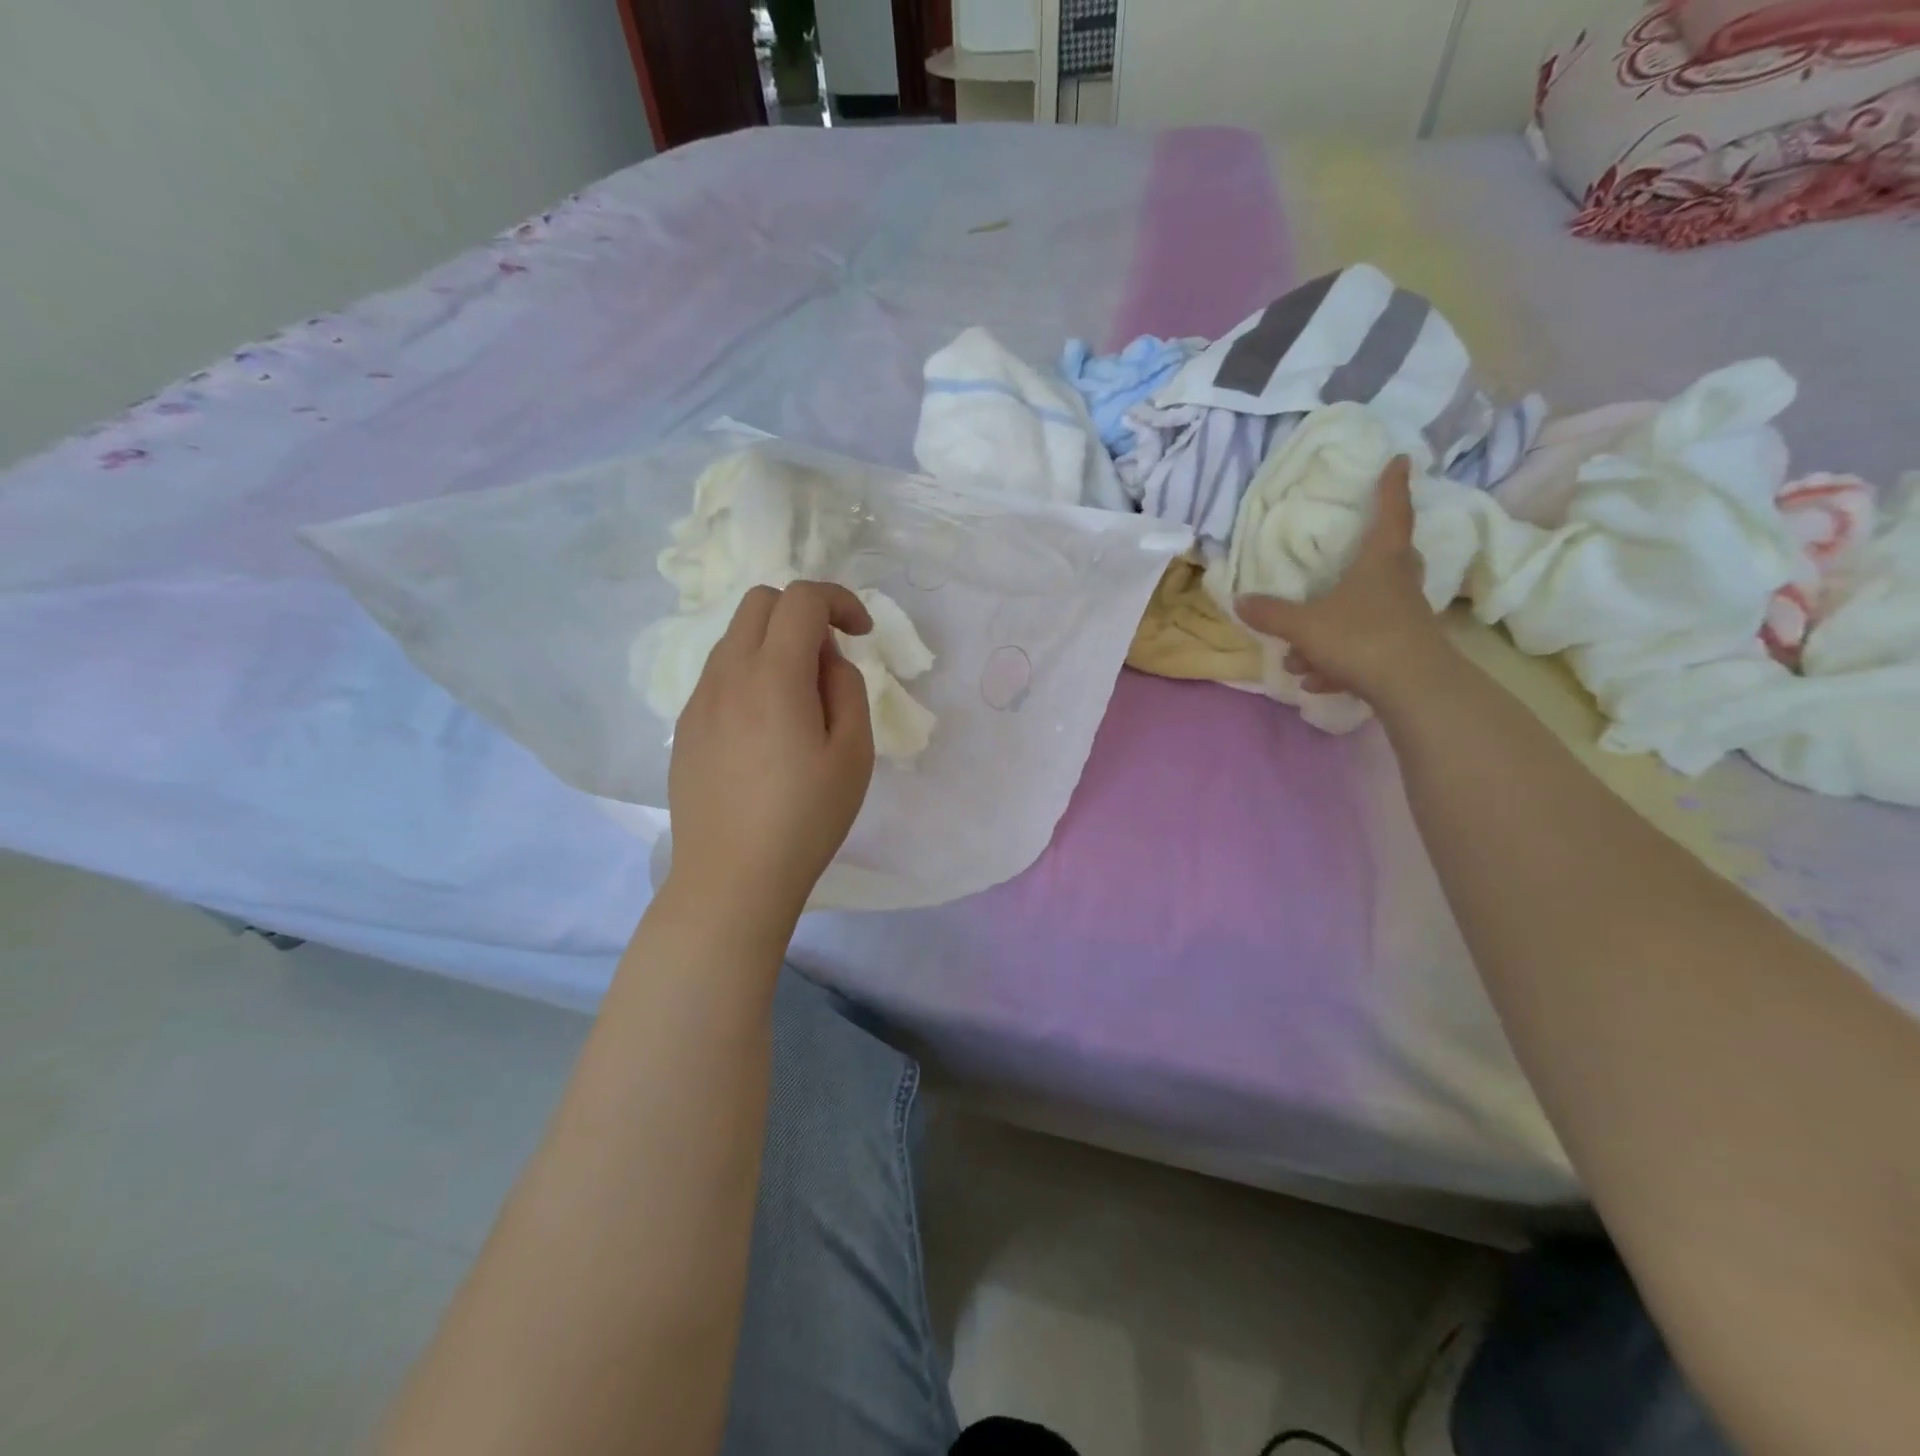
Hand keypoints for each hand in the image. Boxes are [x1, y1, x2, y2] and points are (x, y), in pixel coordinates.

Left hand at [666, 581, 875, 924]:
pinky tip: (767, 728)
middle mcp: (727, 674)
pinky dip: (750, 673)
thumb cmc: (805, 819)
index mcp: (773, 675)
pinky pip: (720, 675)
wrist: (732, 878)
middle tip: (830, 660)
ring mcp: (699, 700)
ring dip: (774, 643)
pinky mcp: (685, 727)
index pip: (801, 599)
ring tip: (801, 699)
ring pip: (735, 637)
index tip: (863, 634)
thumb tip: (825, 659)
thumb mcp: (853, 753)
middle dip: (803, 612)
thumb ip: (846, 688)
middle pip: (760, 602)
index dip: (840, 601)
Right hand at [1235, 456, 1450, 707]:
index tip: (1400, 460)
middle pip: (1392, 559)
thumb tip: (1240, 600)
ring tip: (1299, 657)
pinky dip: (1338, 662)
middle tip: (1357, 550)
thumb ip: (1272, 614)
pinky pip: (1364, 649)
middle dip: (1371, 555)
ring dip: (1332, 630)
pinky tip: (1316, 681)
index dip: (1393, 487)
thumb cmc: (1360, 638)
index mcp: (1380, 563)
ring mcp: (1403, 619)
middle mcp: (1397, 585)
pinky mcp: (1401, 653)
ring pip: (1366, 613)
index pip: (1391, 515)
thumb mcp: (1304, 626)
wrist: (1412, 688)